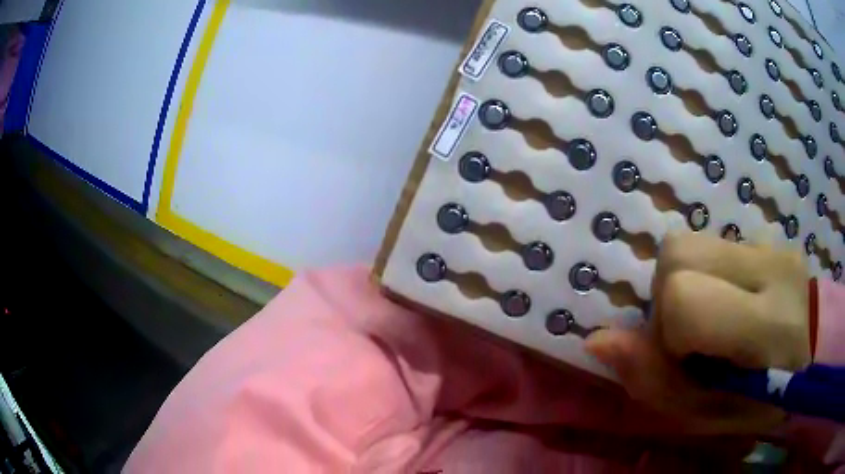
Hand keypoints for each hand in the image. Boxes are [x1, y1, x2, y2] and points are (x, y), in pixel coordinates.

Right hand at [586, 232, 810, 434]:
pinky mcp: (769, 236)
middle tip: (691, 339)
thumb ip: (654, 383)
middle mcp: (772, 268)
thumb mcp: (706, 417)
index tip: (684, 361)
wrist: (811, 362)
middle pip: (678, 252)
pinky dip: (704, 276)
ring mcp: (772, 244)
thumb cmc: (759, 406)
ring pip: (690, 242)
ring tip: (711, 321)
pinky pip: (712, 244)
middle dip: (666, 299)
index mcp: (767, 328)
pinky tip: (728, 304)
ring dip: (684, 286)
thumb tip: (596, 342)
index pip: (685, 298)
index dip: (666, 332)